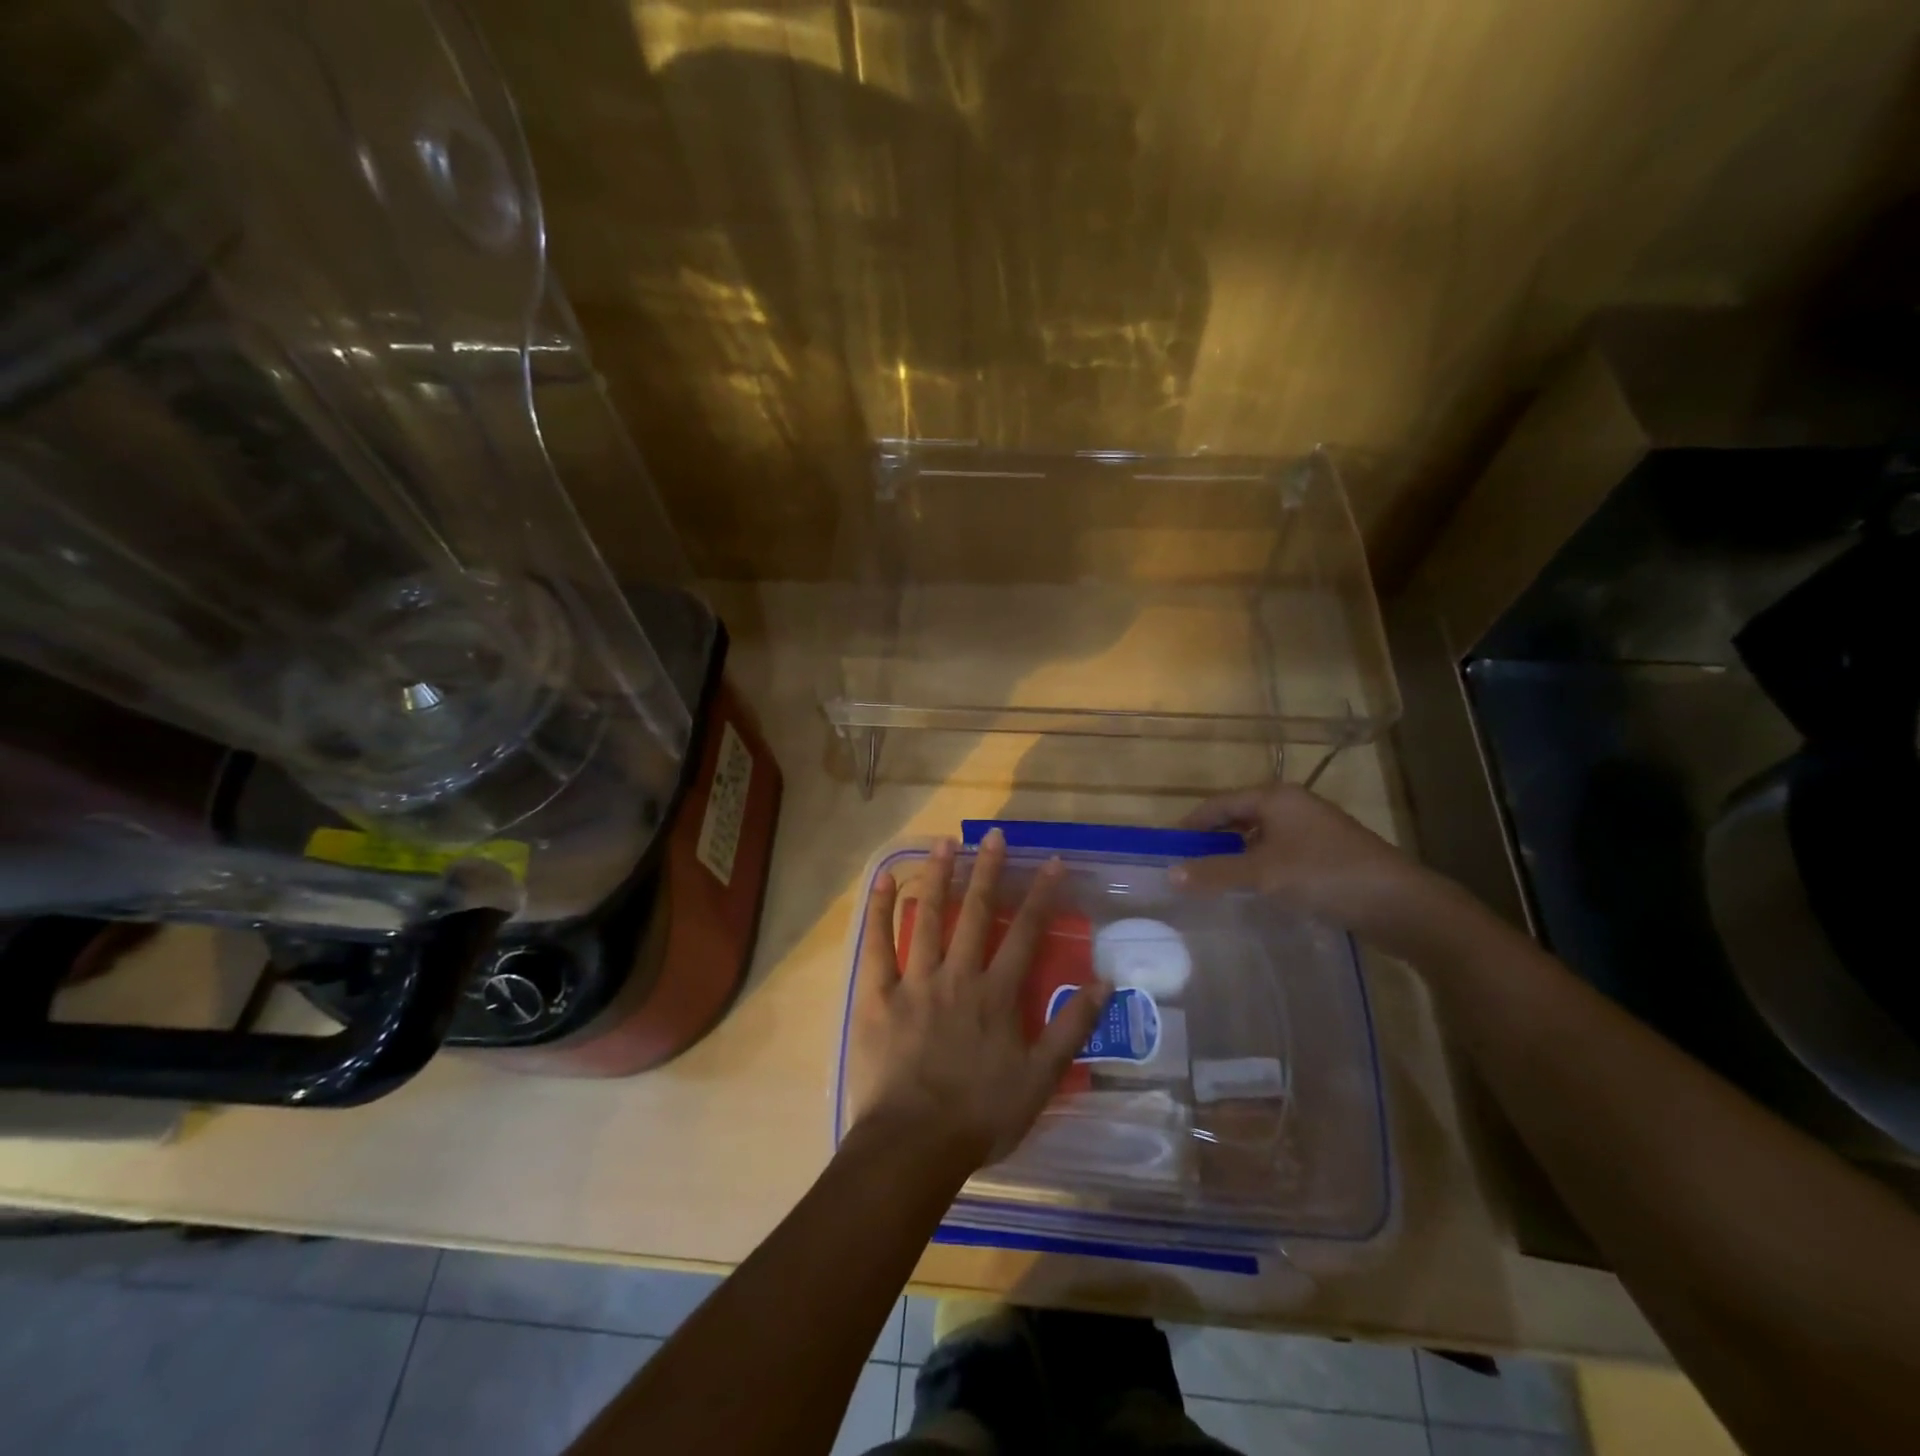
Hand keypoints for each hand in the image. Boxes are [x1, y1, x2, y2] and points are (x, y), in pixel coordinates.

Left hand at [847, 830, 1109, 1172]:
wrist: (915, 1145)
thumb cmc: (981, 1116)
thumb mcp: (1040, 1079)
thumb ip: (1071, 1028)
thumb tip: (1103, 983)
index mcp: (996, 994)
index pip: (1026, 933)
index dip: (1041, 895)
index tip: (1051, 862)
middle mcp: (958, 976)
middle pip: (976, 913)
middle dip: (988, 871)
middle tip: (994, 834)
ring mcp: (915, 982)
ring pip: (929, 918)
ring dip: (938, 877)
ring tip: (945, 842)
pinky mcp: (878, 995)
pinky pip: (876, 945)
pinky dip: (879, 911)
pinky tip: (883, 881)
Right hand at [1173, 783, 1464, 956]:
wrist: (1402, 905)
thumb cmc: (1326, 876)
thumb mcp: (1264, 874)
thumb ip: (1215, 873)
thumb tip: (1170, 874)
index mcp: (1276, 797)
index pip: (1218, 804)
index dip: (1190, 825)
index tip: (1166, 847)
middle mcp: (1292, 806)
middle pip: (1238, 818)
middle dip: (1211, 841)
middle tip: (1184, 867)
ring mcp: (1312, 831)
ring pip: (1259, 839)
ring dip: (1234, 857)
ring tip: (1210, 882)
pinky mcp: (1326, 855)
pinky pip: (1278, 855)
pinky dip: (1258, 869)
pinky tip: (1251, 891)